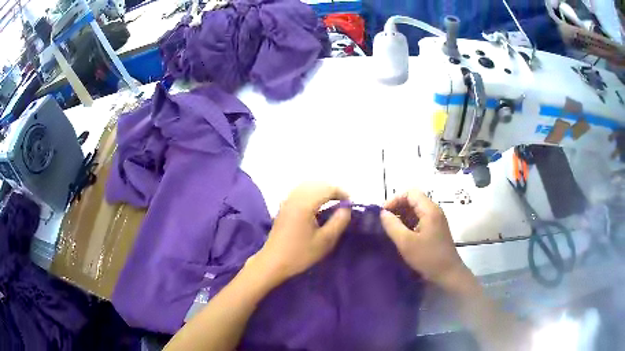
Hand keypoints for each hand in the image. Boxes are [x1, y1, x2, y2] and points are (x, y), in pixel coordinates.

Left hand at [252, 182, 350, 283]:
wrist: (273, 262)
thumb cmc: (300, 254)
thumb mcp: (325, 241)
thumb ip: (339, 222)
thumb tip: (346, 208)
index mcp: (305, 204)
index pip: (327, 189)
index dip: (341, 193)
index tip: (350, 204)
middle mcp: (295, 197)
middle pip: (317, 184)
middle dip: (332, 189)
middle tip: (344, 202)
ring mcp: (287, 201)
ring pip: (307, 185)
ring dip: (321, 190)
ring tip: (333, 202)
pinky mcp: (283, 207)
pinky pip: (300, 191)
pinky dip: (312, 193)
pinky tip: (317, 205)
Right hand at [380, 189, 466, 286]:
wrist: (448, 274)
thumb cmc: (428, 257)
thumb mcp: (406, 243)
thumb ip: (392, 225)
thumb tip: (383, 213)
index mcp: (429, 209)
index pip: (410, 193)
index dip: (395, 199)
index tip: (383, 213)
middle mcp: (434, 210)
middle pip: (413, 200)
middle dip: (397, 208)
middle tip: (385, 222)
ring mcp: (436, 220)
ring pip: (416, 210)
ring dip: (402, 216)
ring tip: (391, 229)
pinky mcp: (435, 229)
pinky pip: (420, 219)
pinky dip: (409, 223)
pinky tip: (402, 235)